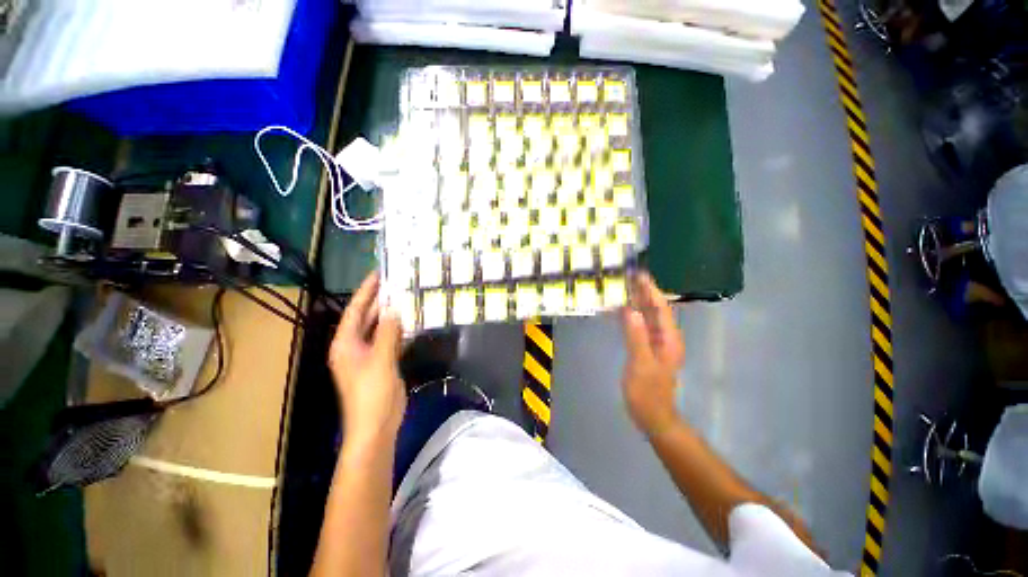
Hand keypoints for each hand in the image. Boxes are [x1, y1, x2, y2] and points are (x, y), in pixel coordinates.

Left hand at [328, 272, 405, 447]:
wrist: (377, 426)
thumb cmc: (372, 394)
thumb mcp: (380, 361)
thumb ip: (387, 333)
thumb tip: (395, 308)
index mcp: (345, 343)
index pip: (355, 310)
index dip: (366, 291)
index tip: (379, 273)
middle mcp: (354, 345)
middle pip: (367, 316)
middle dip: (380, 299)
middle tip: (397, 280)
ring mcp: (369, 354)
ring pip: (380, 327)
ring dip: (391, 313)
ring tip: (406, 295)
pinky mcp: (382, 361)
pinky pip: (390, 339)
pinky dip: (399, 329)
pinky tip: (412, 319)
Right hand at [620, 272, 685, 435]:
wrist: (652, 416)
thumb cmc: (648, 392)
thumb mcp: (641, 364)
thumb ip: (636, 337)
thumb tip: (631, 310)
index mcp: (669, 340)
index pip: (661, 309)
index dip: (651, 291)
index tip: (640, 276)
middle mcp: (665, 338)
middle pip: (655, 310)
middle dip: (644, 293)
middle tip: (629, 277)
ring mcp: (655, 344)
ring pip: (647, 318)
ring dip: (637, 303)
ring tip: (624, 288)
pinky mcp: (646, 349)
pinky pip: (639, 327)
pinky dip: (631, 317)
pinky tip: (621, 311)